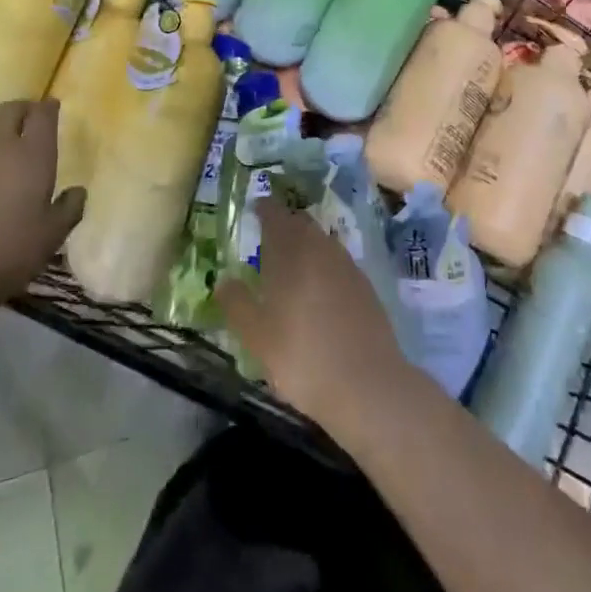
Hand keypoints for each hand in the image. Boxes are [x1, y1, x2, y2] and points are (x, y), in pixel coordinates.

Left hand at [0, 101, 84, 346]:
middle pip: (10, 109)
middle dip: (21, 111)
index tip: (52, 108)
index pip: (43, 114)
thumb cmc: (8, 252)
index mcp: (33, 153)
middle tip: (26, 123)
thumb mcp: (52, 236)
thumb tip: (78, 192)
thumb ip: (69, 208)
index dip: (48, 108)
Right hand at [216, 196, 409, 431]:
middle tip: (270, 235)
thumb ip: (237, 304)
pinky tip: (320, 286)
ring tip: (293, 259)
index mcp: (289, 252)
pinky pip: (338, 259)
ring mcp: (346, 263)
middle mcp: (319, 247)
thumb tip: (223, 280)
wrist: (367, 383)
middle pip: (300, 222)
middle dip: (285, 223)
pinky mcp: (364, 284)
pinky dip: (324, 262)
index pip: (275, 215)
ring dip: (306, 241)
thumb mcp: (257, 337)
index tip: (256, 208)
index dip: (265, 209)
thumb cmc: (302, 357)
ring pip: (321, 239)